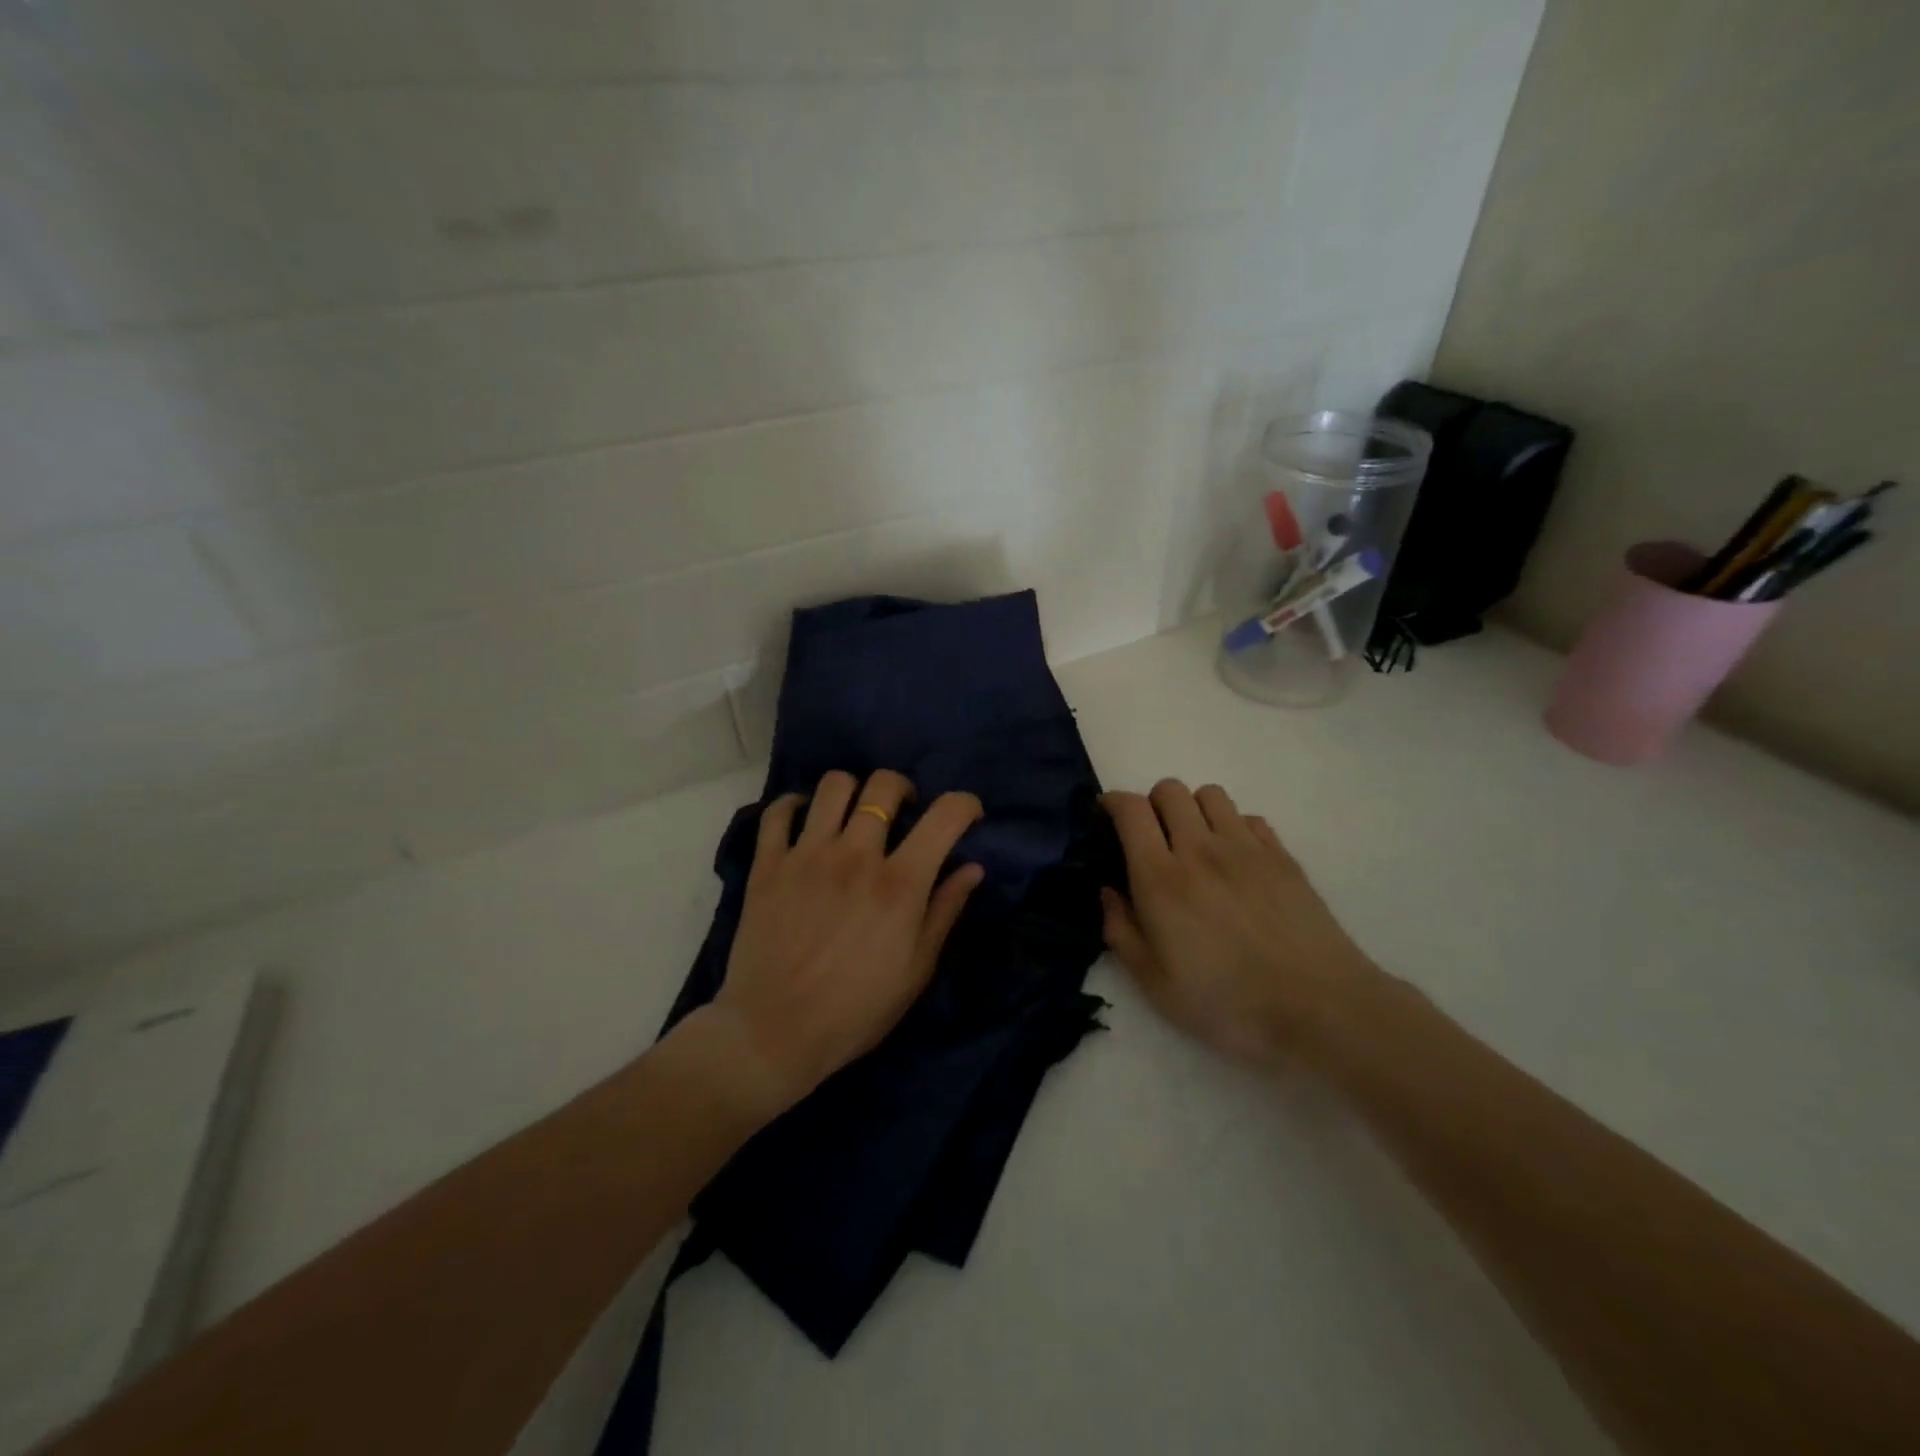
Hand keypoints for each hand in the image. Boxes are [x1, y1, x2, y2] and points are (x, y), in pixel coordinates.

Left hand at [697, 769, 984, 1113]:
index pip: (945, 815)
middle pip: (884, 785)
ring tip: (853, 815)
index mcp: (900, 883)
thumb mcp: (916, 969)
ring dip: (852, 791)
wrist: (774, 1033)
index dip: (964, 804)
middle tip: (903, 812)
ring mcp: (807, 855)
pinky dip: (794, 806)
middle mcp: (856, 855)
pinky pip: (778, 811)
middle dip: (903, 789)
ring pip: (833, 785)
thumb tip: (972, 867)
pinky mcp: (768, 864)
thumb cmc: (856, 1010)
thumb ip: (945, 910)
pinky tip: (805, 822)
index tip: (967, 814)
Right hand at [1099, 779, 1378, 1063]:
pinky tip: (1235, 861)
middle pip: (1169, 790)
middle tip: (1151, 839)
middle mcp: (1201, 850)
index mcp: (1161, 879)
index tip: (1105, 817)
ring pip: (1210, 795)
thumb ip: (1122, 932)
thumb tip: (1108, 892)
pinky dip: (1233, 827)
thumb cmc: (1228, 1004)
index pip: (1131, 810)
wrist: (1320, 1009)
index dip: (1112, 803)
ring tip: (1194, 844)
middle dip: (1151, 805)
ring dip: (1192, 810)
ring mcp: (1247, 849)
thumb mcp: (1156, 985)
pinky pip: (1249, 817)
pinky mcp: (1283, 857)